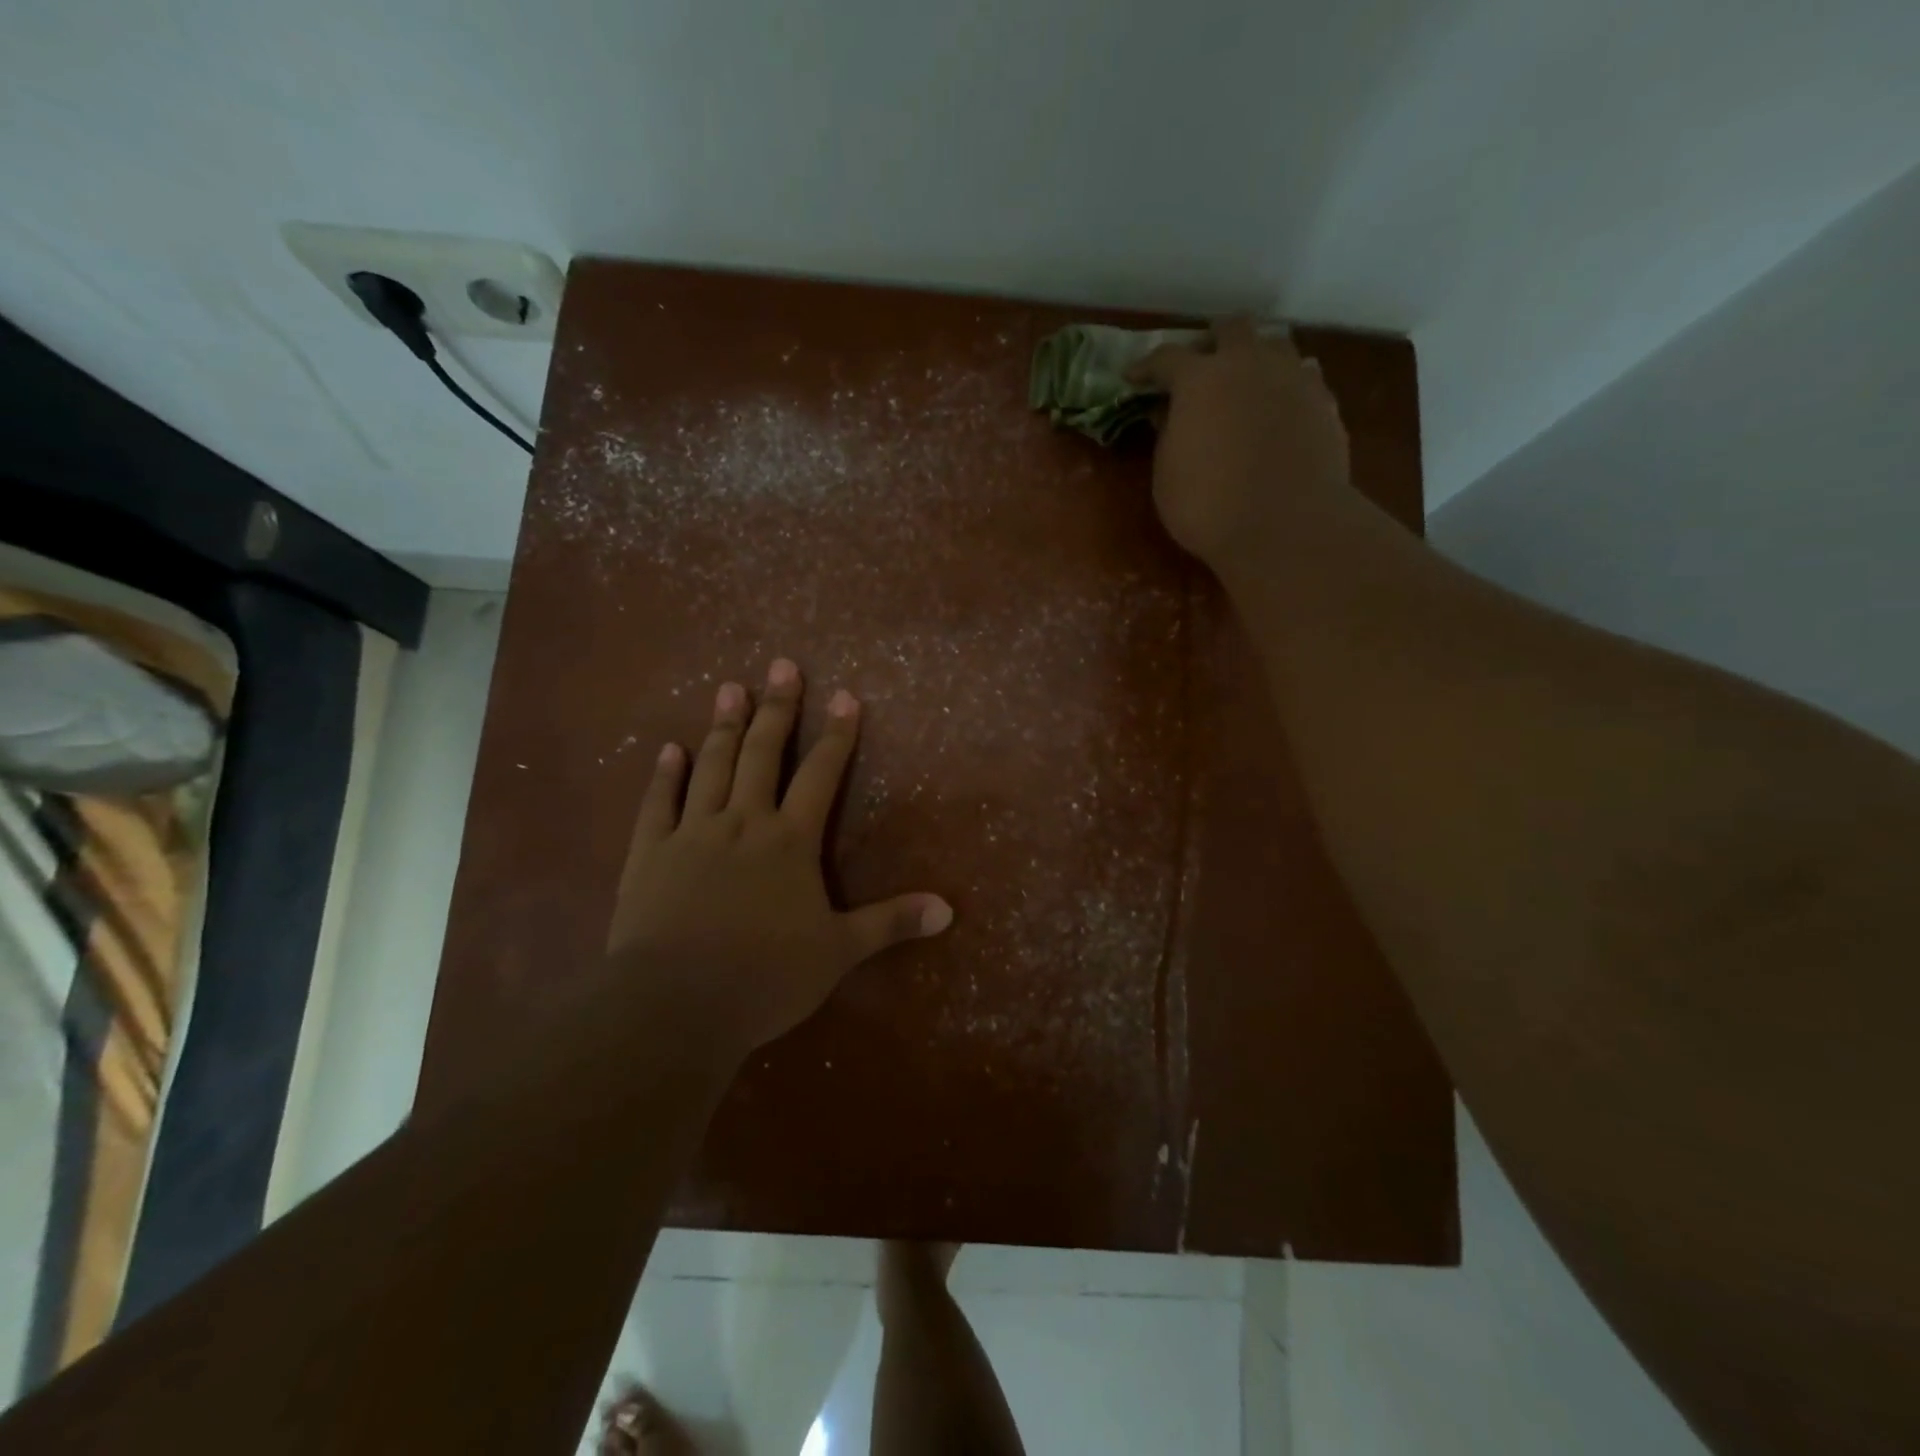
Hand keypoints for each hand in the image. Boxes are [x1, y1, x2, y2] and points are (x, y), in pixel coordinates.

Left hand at [606, 659, 951, 1058]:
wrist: (675, 1006)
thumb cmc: (766, 977)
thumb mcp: (839, 952)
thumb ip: (891, 923)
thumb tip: (949, 910)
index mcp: (790, 841)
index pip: (821, 775)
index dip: (837, 735)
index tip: (845, 695)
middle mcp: (742, 823)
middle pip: (762, 754)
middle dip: (777, 709)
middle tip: (781, 665)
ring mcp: (691, 834)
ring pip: (710, 767)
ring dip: (723, 726)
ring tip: (730, 687)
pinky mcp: (648, 855)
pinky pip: (657, 805)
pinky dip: (664, 775)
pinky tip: (669, 748)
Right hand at [1131, 318, 1350, 582]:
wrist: (1285, 525)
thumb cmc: (1209, 506)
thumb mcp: (1167, 475)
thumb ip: (1167, 434)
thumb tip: (1170, 412)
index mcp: (1200, 379)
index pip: (1167, 357)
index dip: (1147, 366)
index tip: (1134, 377)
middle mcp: (1249, 363)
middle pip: (1231, 328)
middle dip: (1212, 342)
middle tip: (1200, 367)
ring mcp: (1293, 378)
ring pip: (1275, 344)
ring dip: (1256, 357)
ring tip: (1246, 384)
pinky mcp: (1325, 401)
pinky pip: (1304, 376)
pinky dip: (1286, 385)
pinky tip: (1280, 409)